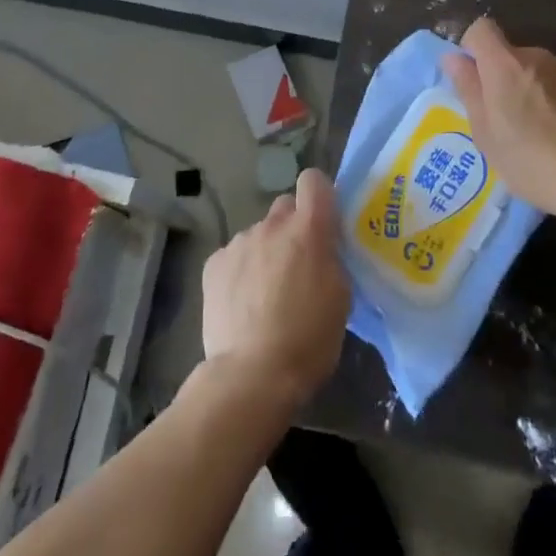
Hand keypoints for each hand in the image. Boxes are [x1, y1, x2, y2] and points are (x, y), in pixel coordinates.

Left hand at [199, 168, 349, 408]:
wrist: (252, 374)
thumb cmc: (309, 339)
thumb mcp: (341, 297)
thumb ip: (332, 258)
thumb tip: (323, 247)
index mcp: (309, 229)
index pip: (314, 180)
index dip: (319, 195)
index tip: (324, 220)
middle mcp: (272, 225)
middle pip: (285, 207)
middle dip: (292, 228)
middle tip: (297, 265)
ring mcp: (239, 242)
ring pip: (258, 234)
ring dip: (265, 252)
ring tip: (266, 294)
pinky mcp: (214, 263)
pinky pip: (234, 255)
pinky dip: (240, 271)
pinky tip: (242, 303)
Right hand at [443, 16, 555, 223]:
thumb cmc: (529, 160)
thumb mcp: (485, 133)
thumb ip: (468, 89)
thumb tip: (454, 59)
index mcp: (504, 64)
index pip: (480, 29)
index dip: (472, 48)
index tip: (474, 79)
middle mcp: (536, 55)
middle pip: (509, 53)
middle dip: (503, 77)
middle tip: (506, 118)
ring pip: (535, 68)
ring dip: (530, 87)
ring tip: (539, 128)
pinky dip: (554, 95)